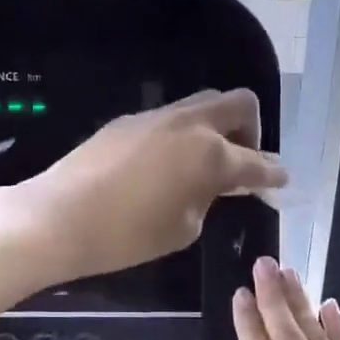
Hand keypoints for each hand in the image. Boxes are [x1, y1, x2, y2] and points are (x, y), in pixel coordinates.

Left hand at [22, 89, 285, 281]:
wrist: (58, 217)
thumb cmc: (127, 235)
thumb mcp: (182, 227)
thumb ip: (208, 198)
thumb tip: (215, 184)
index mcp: (210, 154)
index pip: (256, 161)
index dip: (273, 173)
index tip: (281, 179)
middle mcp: (189, 124)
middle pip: (238, 104)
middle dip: (251, 130)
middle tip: (241, 162)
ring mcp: (156, 117)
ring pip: (202, 104)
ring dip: (215, 127)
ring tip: (204, 162)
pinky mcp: (127, 121)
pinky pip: (170, 118)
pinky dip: (183, 134)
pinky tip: (167, 163)